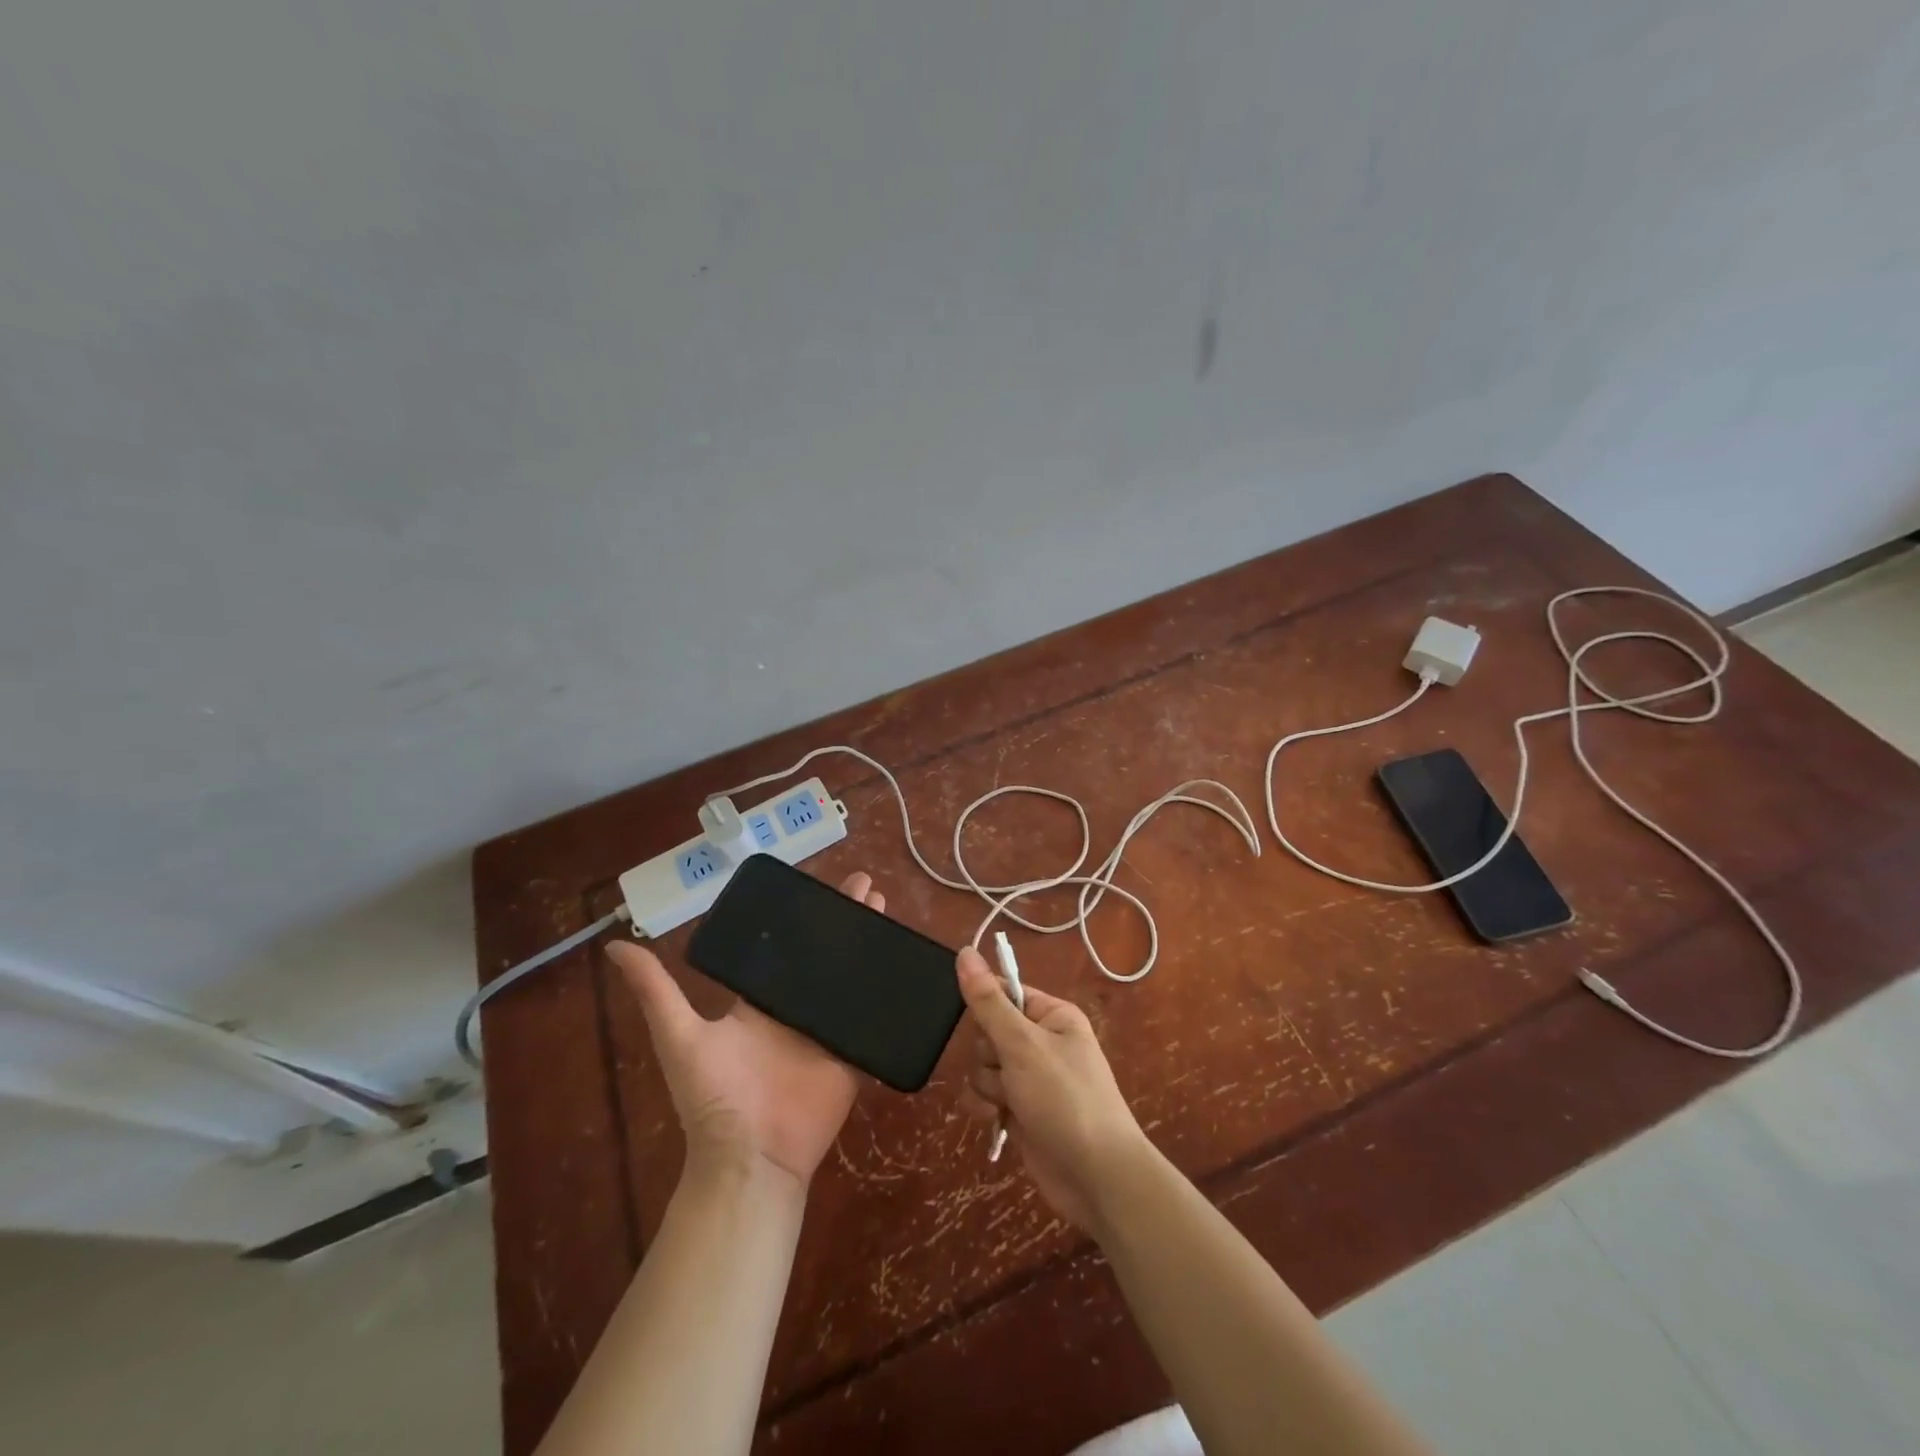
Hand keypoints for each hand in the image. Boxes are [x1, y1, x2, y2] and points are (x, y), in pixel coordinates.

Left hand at [609, 871, 883, 1189]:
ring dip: (869, 946)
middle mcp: (795, 1010)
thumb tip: (616, 944)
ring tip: (885, 911)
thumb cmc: (714, 1098)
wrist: (750, 1158)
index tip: (821, 887)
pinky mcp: (851, 1054)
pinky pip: (873, 1017)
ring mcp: (826, 1031)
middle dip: (845, 922)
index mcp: (760, 1002)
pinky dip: (887, 991)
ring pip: (852, 978)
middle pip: (825, 956)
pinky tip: (906, 963)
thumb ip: (655, 992)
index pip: (787, 949)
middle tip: (867, 888)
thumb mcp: (679, 1036)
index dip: (806, 919)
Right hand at [955, 946, 1152, 1231]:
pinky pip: (987, 1096)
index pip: (1004, 992)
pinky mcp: (1021, 1110)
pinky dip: (987, 1108)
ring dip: (988, 1086)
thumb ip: (988, 1001)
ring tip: (1010, 1103)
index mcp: (1052, 1015)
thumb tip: (965, 951)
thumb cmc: (1065, 1100)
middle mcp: (1042, 1042)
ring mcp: (1031, 1079)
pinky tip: (997, 1122)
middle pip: (988, 1032)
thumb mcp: (1023, 1045)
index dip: (986, 1006)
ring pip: (983, 1066)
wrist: (1097, 1178)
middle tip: (1009, 1071)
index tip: (978, 1023)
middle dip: (989, 1055)